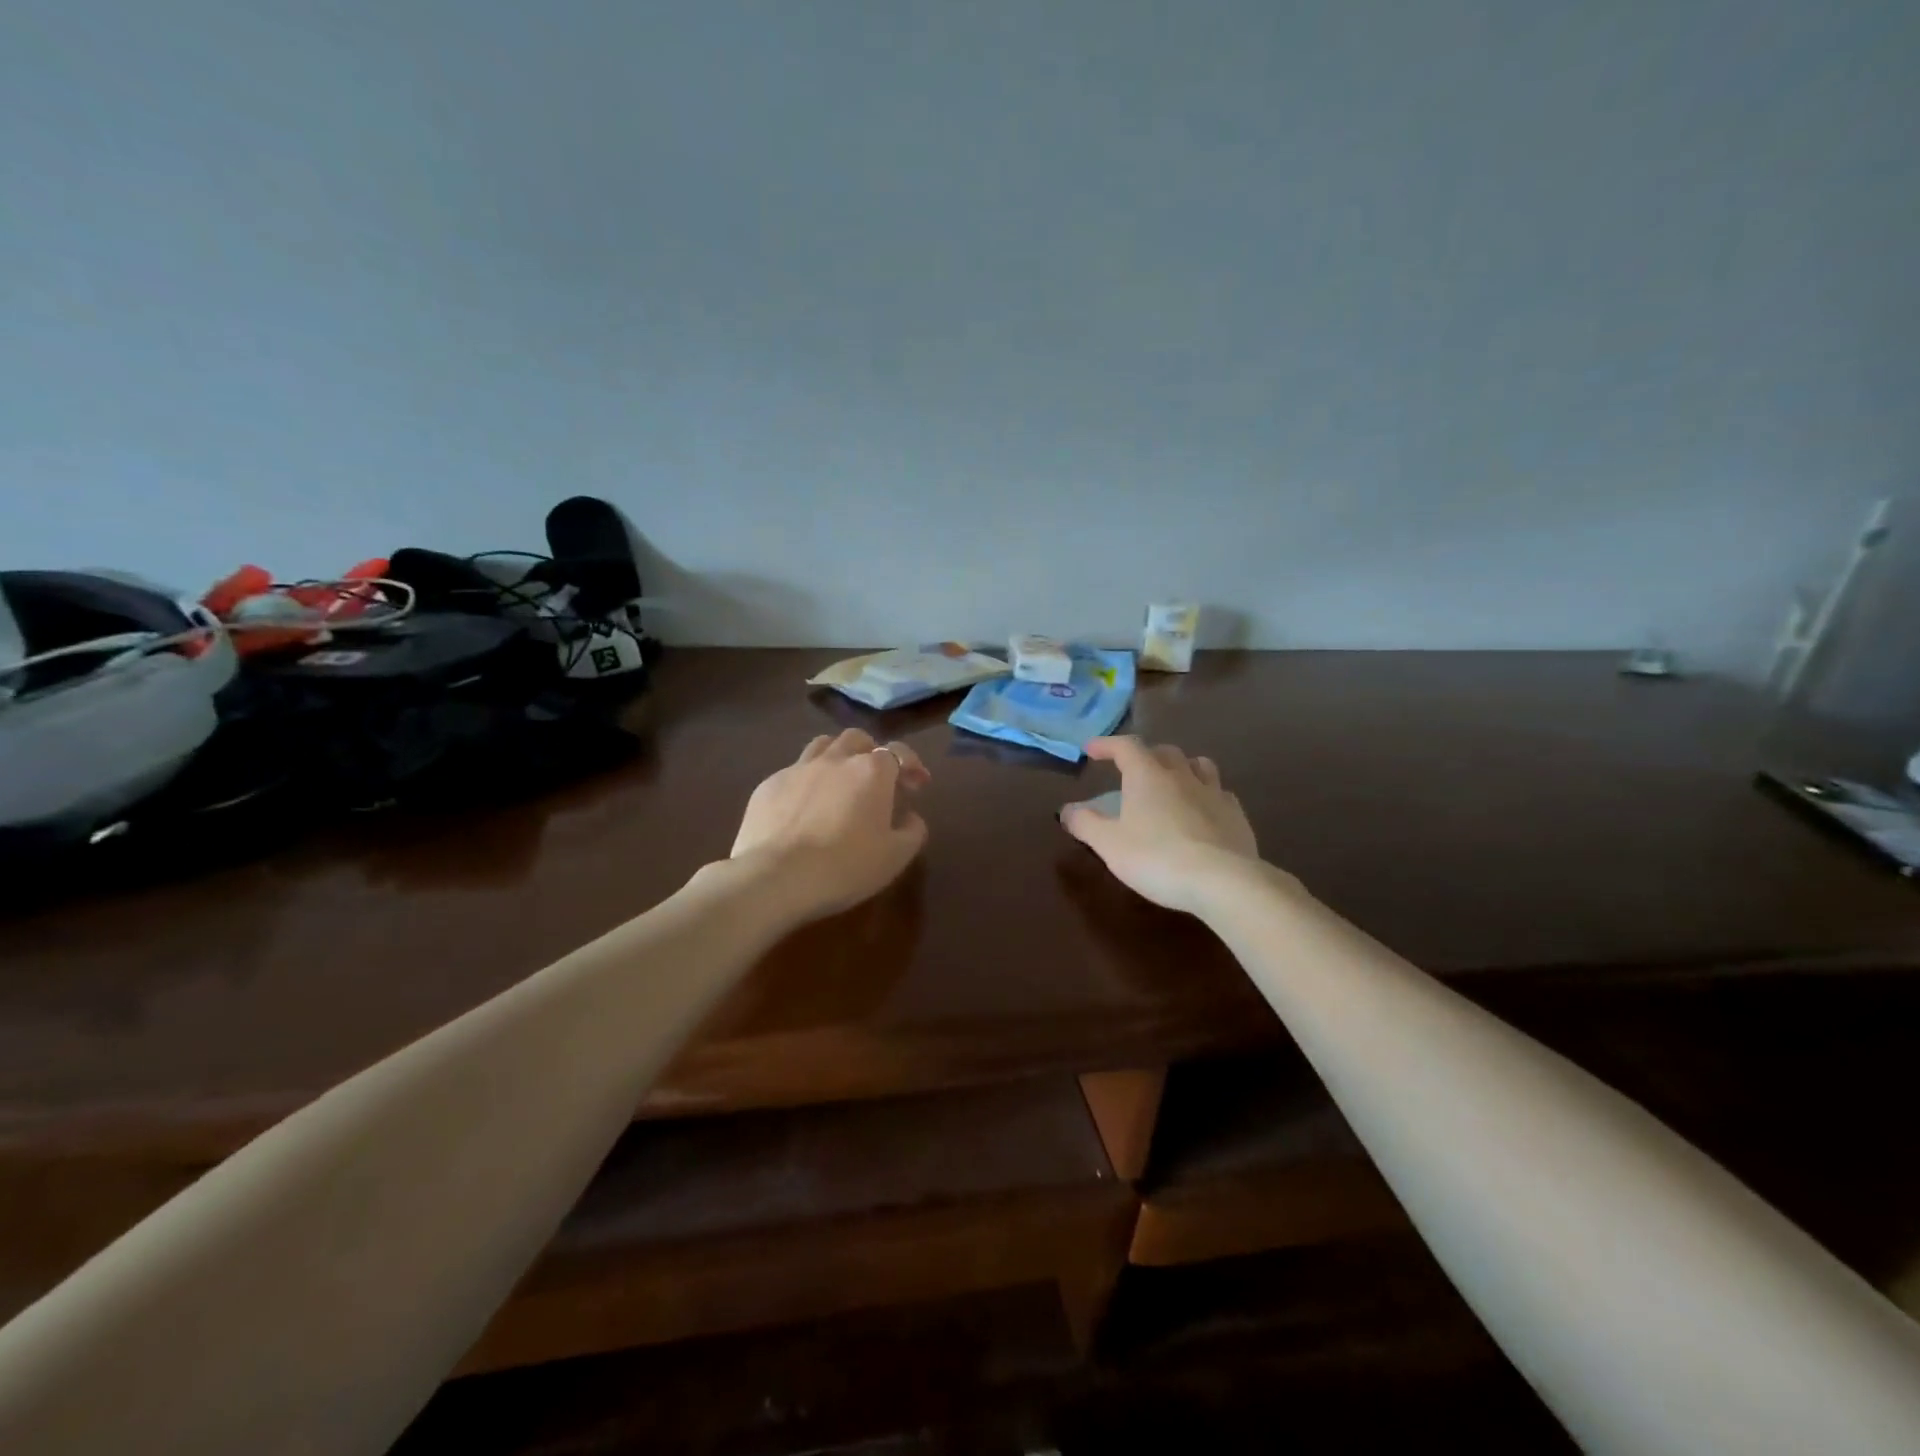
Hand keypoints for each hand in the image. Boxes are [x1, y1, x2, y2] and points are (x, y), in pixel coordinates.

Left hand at [729, 728, 930, 921]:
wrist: (776, 877)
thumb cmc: (845, 866)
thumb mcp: (896, 856)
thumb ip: (913, 831)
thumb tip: (911, 817)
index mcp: (871, 771)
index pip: (898, 751)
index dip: (912, 765)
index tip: (918, 785)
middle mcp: (836, 759)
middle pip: (857, 739)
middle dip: (871, 753)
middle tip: (876, 779)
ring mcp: (798, 768)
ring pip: (823, 745)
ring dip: (837, 757)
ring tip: (840, 782)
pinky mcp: (768, 785)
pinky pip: (793, 772)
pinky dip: (806, 782)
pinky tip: (804, 807)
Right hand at [1060, 736, 1260, 914]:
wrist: (1224, 881)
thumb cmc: (1157, 858)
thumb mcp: (1109, 844)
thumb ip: (1085, 824)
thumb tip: (1066, 810)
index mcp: (1148, 776)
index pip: (1126, 746)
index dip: (1107, 745)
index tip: (1092, 750)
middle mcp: (1182, 775)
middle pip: (1164, 751)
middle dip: (1146, 754)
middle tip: (1132, 769)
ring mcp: (1214, 793)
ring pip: (1198, 765)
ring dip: (1182, 767)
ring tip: (1172, 781)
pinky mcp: (1236, 815)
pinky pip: (1220, 793)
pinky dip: (1206, 794)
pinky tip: (1203, 811)